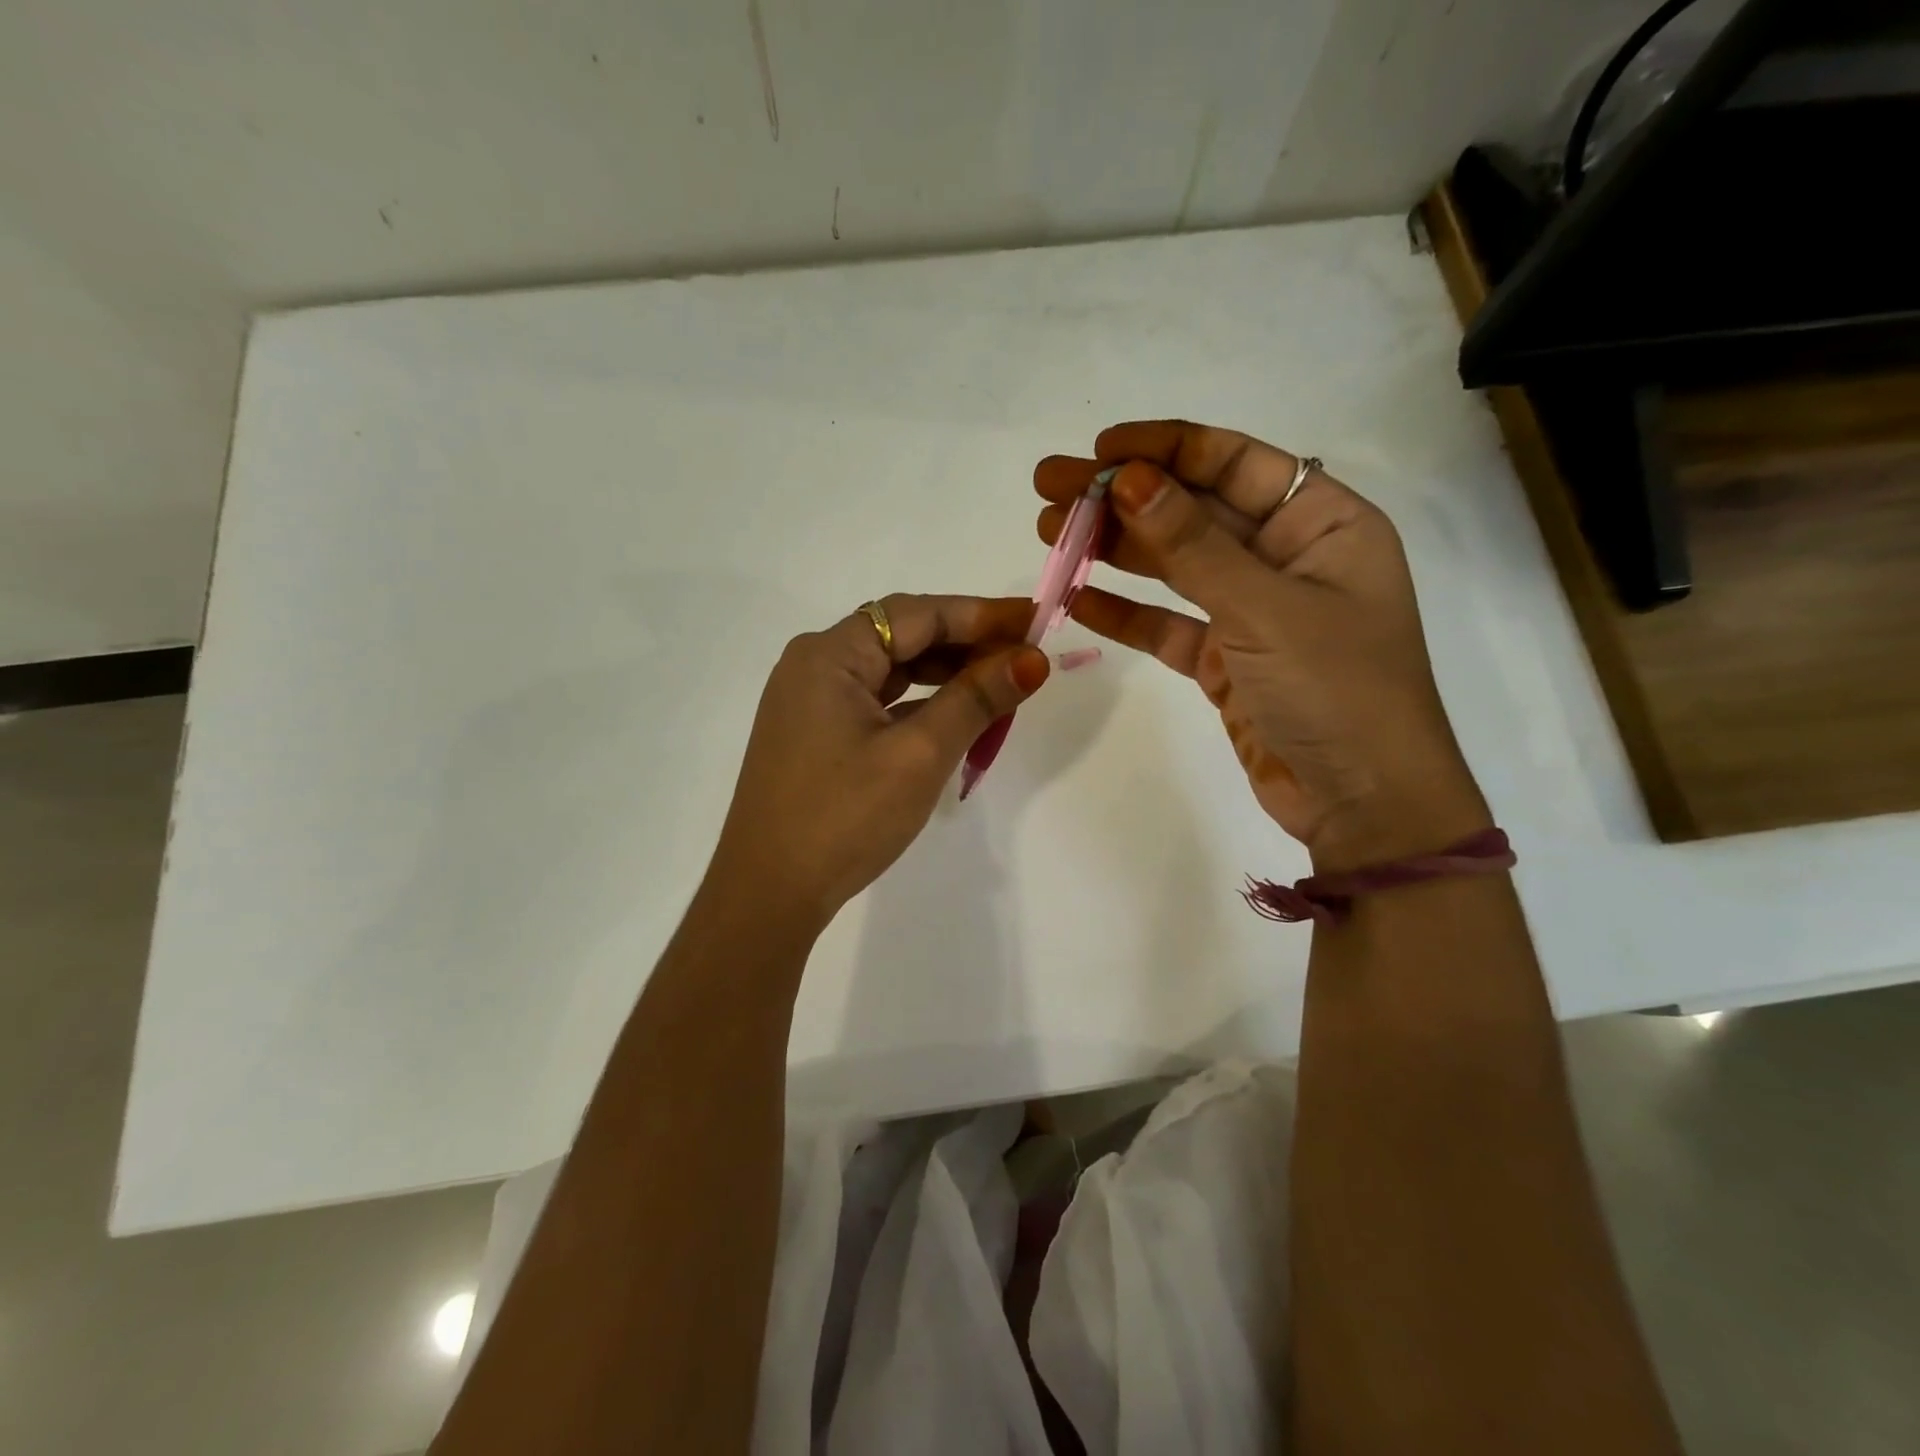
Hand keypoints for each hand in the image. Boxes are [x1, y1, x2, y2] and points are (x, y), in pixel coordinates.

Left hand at [711, 594, 1050, 928]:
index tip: (1035, 621)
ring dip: (945, 675)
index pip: (916, 614)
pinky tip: (954, 717)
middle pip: (902, 636)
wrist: (768, 893)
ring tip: (1000, 684)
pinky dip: (919, 704)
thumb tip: (1032, 660)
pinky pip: (877, 702)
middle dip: (966, 644)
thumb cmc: (844, 817)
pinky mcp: (816, 735)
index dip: (980, 614)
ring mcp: (811, 702)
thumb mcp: (919, 755)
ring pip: (891, 671)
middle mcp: (814, 665)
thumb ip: (976, 699)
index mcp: (829, 655)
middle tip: (1026, 656)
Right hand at [1037, 421, 1488, 870]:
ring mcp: (1253, 611)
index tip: (1098, 451)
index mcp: (1322, 522)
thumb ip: (1192, 546)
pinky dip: (1125, 613)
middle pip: (1194, 511)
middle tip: (1050, 490)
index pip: (1234, 463)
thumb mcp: (1264, 608)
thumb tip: (1125, 479)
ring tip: (1050, 534)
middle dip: (1122, 499)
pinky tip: (1076, 599)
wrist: (1363, 803)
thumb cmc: (1337, 690)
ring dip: (1114, 550)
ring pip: (1174, 566)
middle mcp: (1287, 557)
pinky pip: (1168, 624)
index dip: (1165, 449)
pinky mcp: (1226, 660)